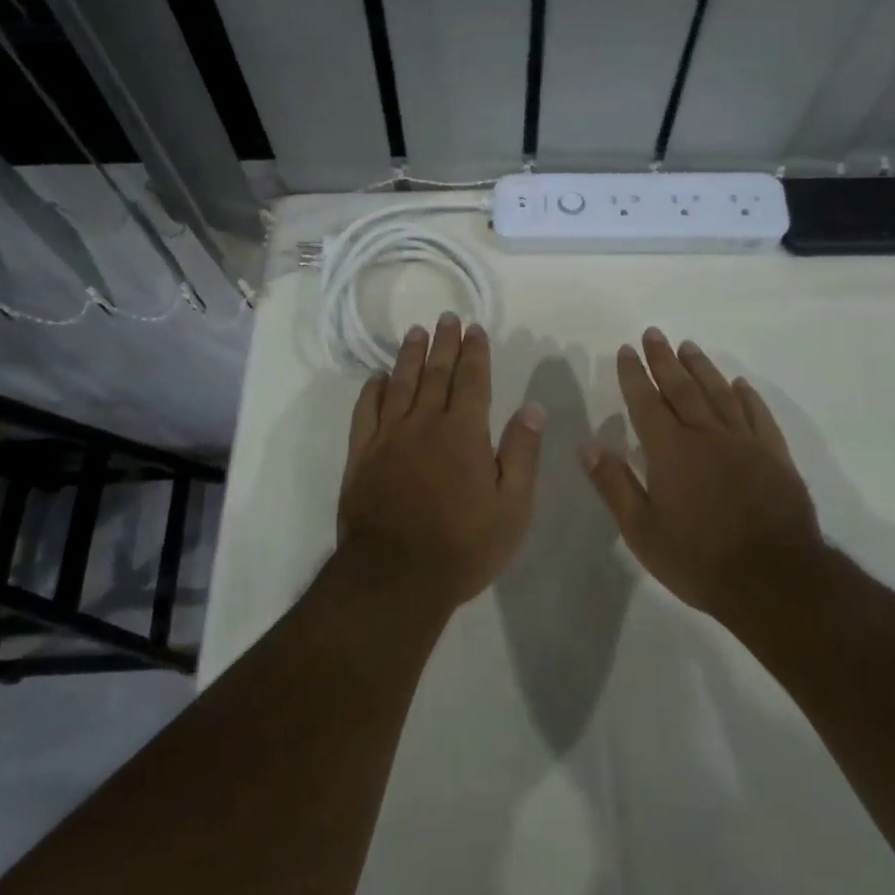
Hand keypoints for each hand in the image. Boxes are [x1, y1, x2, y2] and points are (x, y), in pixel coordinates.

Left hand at [337, 313, 545, 606]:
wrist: (395, 576)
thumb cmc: (464, 544)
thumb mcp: (512, 506)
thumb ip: (522, 452)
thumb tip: (533, 406)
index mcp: (464, 432)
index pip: (472, 380)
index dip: (475, 352)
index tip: (474, 328)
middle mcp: (424, 423)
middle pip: (435, 373)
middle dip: (443, 343)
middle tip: (446, 317)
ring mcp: (388, 437)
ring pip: (400, 384)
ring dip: (409, 356)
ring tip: (415, 333)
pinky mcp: (361, 456)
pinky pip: (365, 412)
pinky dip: (371, 391)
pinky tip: (377, 378)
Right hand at [582, 329, 820, 622]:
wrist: (774, 581)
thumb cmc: (699, 559)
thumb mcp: (642, 531)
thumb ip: (614, 484)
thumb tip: (587, 445)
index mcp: (671, 451)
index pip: (646, 402)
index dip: (634, 374)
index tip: (627, 349)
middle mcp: (707, 436)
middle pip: (683, 388)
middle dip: (664, 359)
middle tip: (654, 333)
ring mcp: (745, 443)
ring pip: (720, 394)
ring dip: (702, 367)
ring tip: (688, 346)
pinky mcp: (775, 457)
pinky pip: (758, 416)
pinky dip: (747, 396)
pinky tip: (739, 384)